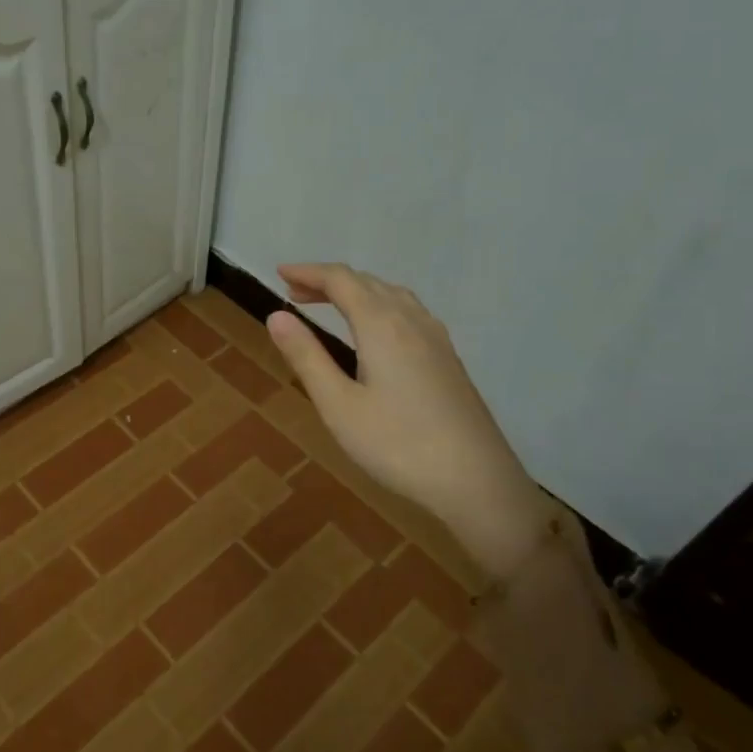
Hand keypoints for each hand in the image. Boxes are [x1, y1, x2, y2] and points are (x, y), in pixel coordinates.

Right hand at [265, 263, 556, 576]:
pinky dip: (379, 306)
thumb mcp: (338, 405)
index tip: (279, 273)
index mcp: (381, 325)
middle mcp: (411, 321)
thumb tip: (276, 315)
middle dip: (328, 281)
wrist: (476, 480)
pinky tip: (375, 332)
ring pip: (392, 295)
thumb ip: (307, 357)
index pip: (341, 280)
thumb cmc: (397, 444)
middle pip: (367, 282)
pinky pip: (408, 312)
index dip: (308, 271)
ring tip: (329, 306)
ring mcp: (436, 339)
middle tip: (294, 292)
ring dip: (356, 292)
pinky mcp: (448, 359)